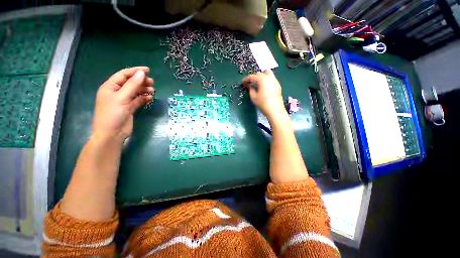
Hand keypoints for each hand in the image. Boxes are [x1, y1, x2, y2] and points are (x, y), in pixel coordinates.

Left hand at [92, 67, 153, 143]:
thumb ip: (132, 85)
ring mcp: (124, 100)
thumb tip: (142, 73)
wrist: (112, 134)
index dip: (135, 71)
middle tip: (152, 82)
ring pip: (135, 91)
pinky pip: (138, 100)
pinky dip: (144, 98)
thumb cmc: (113, 114)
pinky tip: (150, 98)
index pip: (124, 75)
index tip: (148, 70)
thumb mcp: (122, 97)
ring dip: (144, 90)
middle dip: (141, 81)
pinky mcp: (130, 108)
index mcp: (110, 87)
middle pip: (130, 83)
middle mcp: (117, 92)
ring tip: (153, 90)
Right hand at [242, 70, 285, 120]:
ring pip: (267, 73)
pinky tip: (264, 86)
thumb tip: (249, 86)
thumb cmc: (263, 104)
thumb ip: (250, 89)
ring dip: (261, 75)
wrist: (275, 110)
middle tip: (249, 82)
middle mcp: (269, 77)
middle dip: (253, 77)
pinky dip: (266, 79)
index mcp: (262, 80)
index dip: (246, 79)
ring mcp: (275, 80)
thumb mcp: (253, 97)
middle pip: (260, 73)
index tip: (243, 82)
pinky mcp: (278, 85)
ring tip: (257, 82)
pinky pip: (271, 78)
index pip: (252, 76)